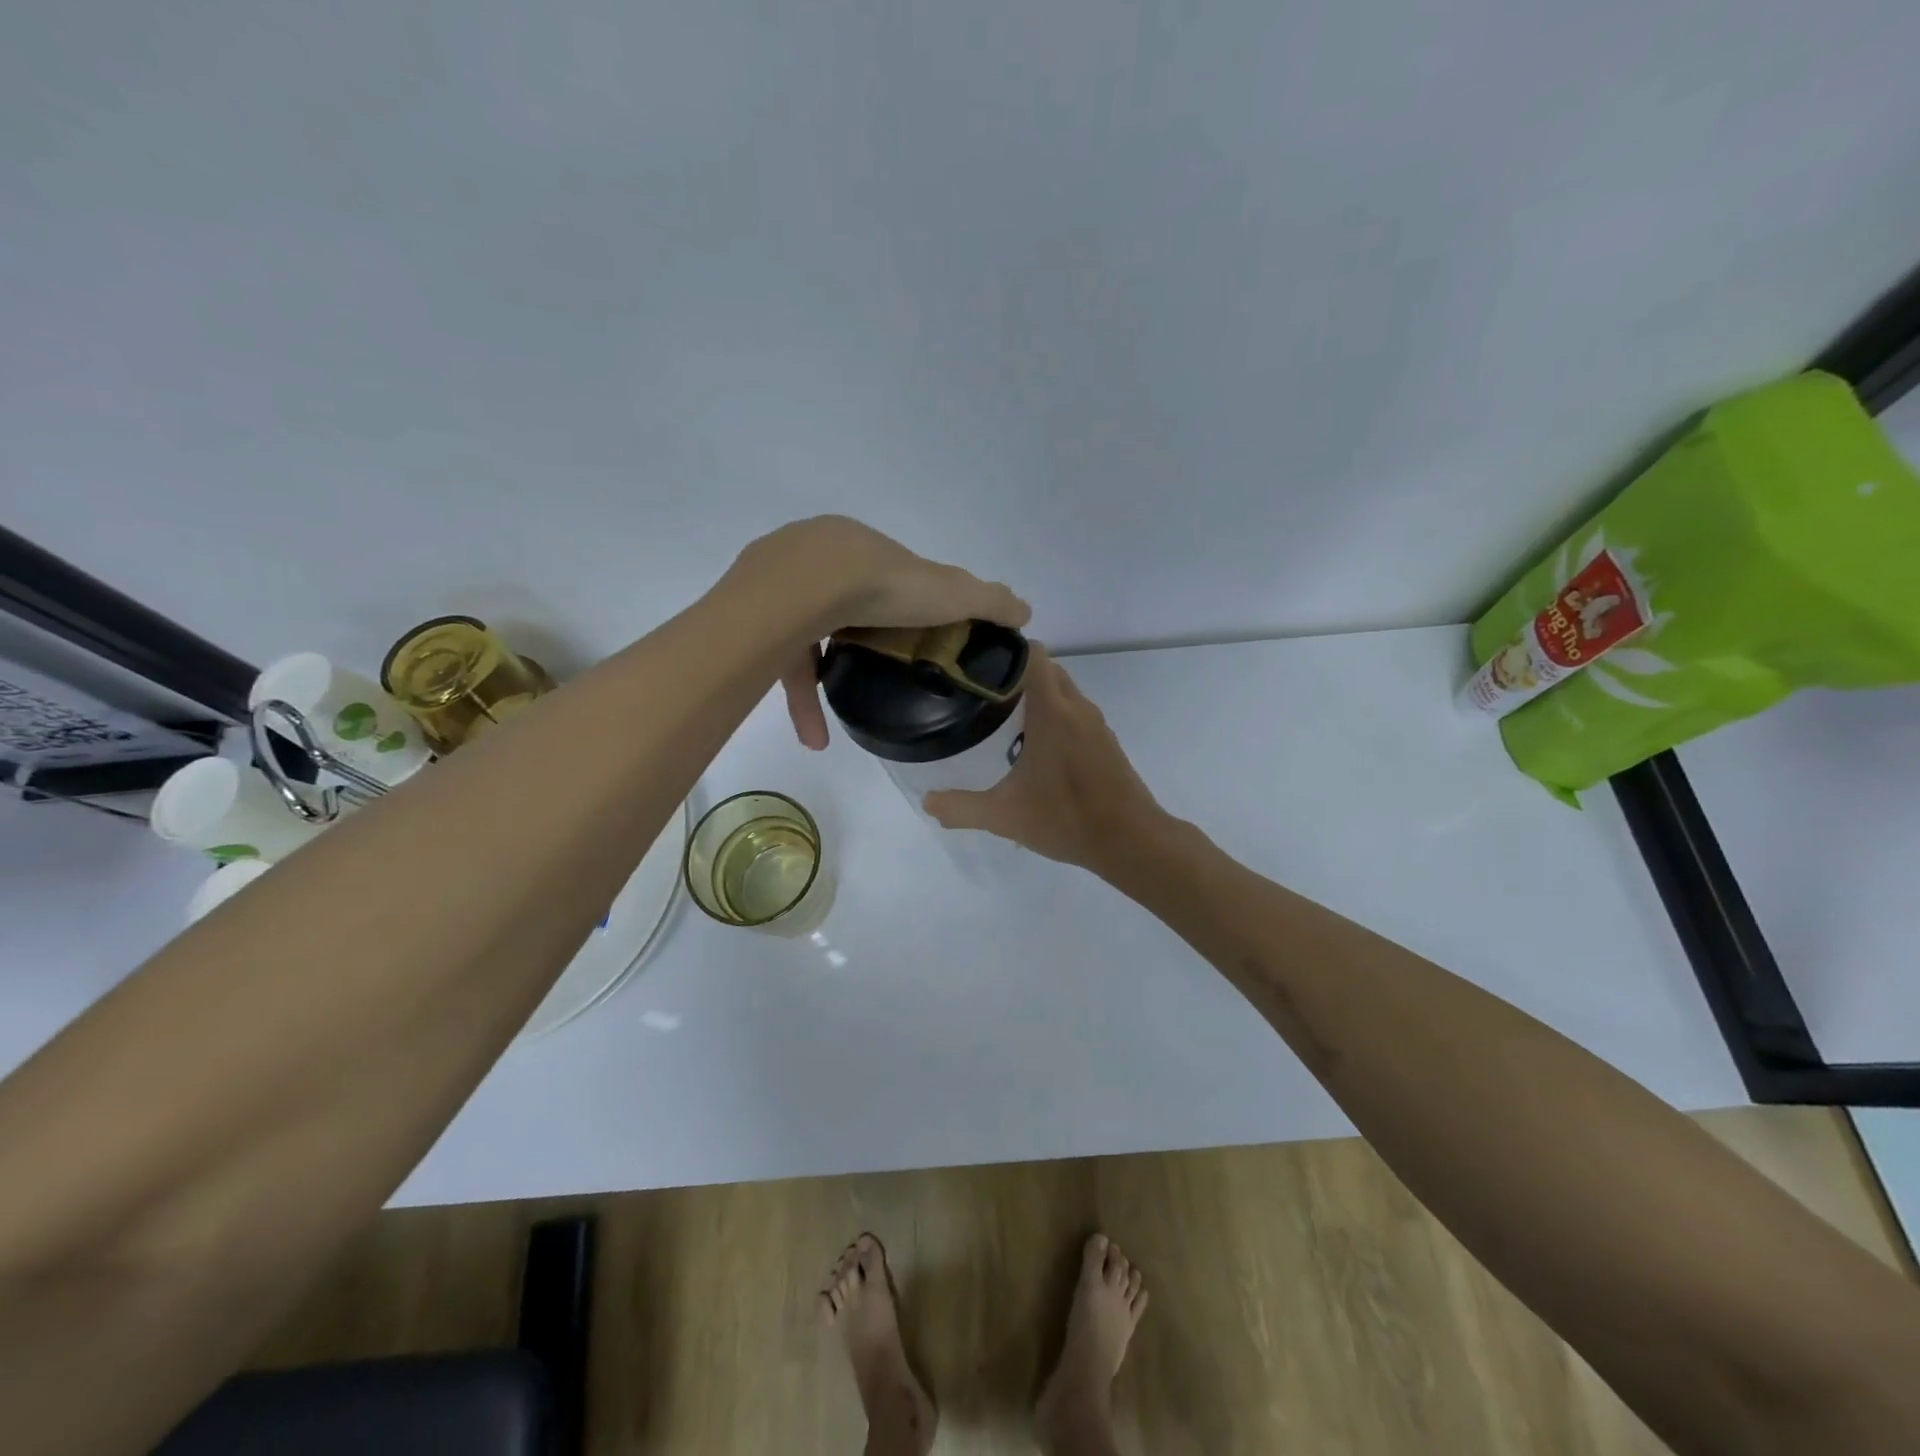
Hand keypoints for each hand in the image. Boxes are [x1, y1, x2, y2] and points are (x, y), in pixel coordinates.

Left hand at [738, 516, 1029, 749]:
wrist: (803, 588)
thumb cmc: (883, 584)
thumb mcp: (950, 592)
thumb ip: (988, 600)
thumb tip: (1026, 610)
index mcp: (858, 547)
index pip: (882, 577)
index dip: (900, 608)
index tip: (913, 640)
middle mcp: (813, 558)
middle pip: (840, 606)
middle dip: (857, 643)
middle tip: (877, 677)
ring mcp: (777, 588)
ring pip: (804, 639)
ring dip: (821, 687)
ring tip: (831, 732)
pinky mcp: (754, 622)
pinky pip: (781, 665)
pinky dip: (800, 702)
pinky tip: (814, 738)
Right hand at [923, 647, 1165, 875]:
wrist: (1131, 840)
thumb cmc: (1066, 818)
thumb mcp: (1004, 816)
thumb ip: (962, 808)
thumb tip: (927, 803)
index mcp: (1052, 712)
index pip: (1034, 655)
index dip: (1007, 652)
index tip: (980, 664)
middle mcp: (1077, 708)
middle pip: (1048, 670)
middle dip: (1018, 675)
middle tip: (985, 696)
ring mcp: (1097, 725)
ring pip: (1065, 693)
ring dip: (1040, 697)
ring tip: (1007, 720)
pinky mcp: (1107, 744)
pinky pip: (1077, 715)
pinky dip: (1058, 718)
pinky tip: (1039, 750)